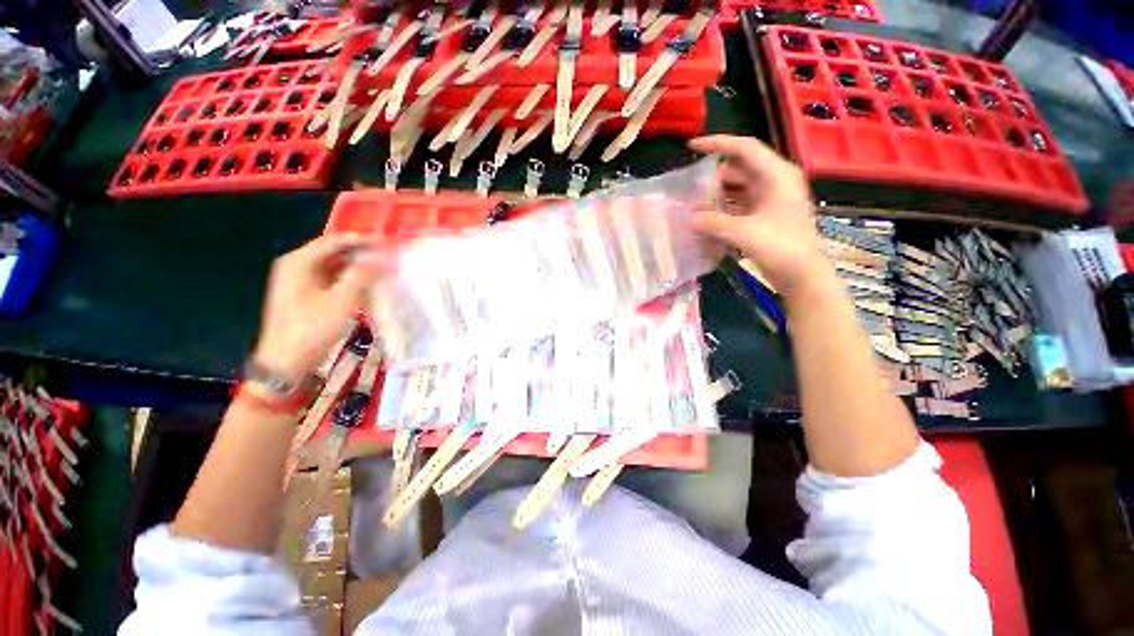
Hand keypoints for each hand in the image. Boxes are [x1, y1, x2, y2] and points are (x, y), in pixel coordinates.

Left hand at [252, 234, 377, 379]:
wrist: (286, 362)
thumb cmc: (313, 328)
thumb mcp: (342, 300)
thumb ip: (363, 275)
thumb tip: (383, 259)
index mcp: (299, 262)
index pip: (335, 241)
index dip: (364, 241)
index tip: (389, 244)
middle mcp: (296, 266)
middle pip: (334, 252)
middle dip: (363, 254)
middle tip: (389, 257)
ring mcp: (299, 281)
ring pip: (335, 267)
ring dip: (358, 268)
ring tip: (383, 270)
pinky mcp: (305, 295)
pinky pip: (332, 280)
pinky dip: (350, 280)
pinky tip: (367, 286)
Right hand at [689, 135, 829, 296]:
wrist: (802, 274)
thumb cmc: (780, 247)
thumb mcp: (743, 233)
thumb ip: (713, 222)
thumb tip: (689, 217)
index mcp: (776, 175)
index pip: (744, 148)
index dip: (717, 144)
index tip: (692, 147)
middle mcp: (774, 180)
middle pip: (739, 167)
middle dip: (714, 174)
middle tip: (690, 185)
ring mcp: (770, 197)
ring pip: (738, 185)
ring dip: (717, 191)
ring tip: (694, 201)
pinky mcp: (765, 213)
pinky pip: (740, 201)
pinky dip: (724, 205)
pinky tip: (708, 215)